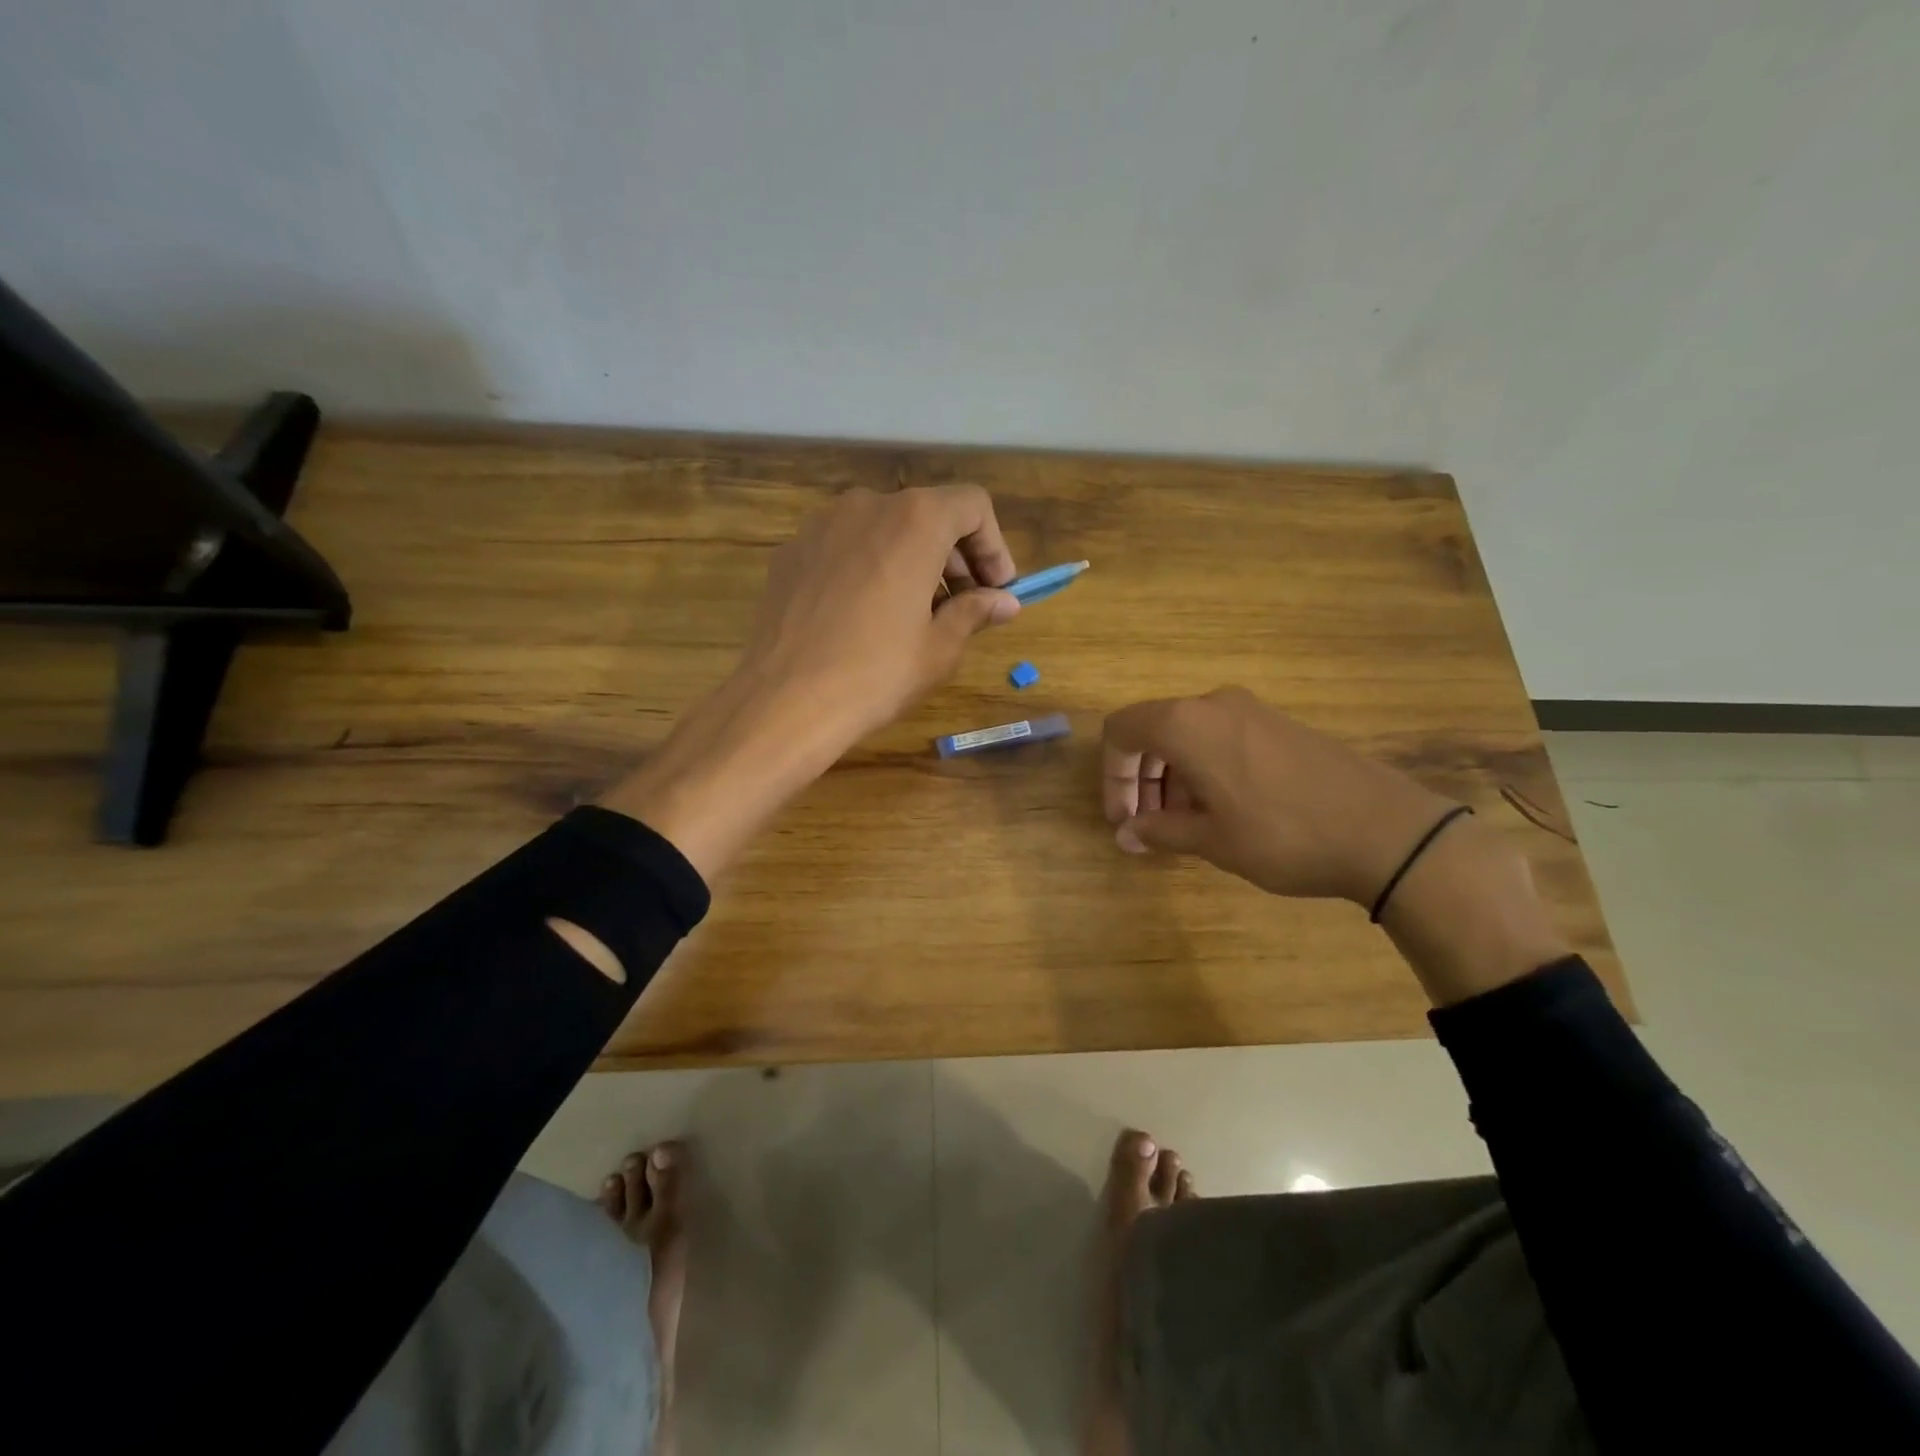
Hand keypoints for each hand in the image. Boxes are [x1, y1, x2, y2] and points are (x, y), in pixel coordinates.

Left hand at [601, 486, 1019, 879]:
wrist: (787, 700)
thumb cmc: (878, 672)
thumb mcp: (940, 647)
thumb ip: (976, 611)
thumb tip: (1006, 602)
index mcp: (915, 520)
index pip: (972, 506)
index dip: (994, 546)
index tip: (998, 590)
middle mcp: (867, 505)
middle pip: (927, 514)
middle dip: (954, 556)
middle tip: (964, 606)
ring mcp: (822, 525)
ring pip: (884, 528)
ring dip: (912, 560)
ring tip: (915, 613)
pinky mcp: (791, 551)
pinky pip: (846, 547)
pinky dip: (870, 567)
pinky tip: (866, 615)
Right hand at [1102, 686, 1570, 1005]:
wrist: (1387, 831)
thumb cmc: (1283, 834)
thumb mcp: (1212, 840)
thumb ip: (1159, 831)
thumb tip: (1126, 834)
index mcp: (1186, 724)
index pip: (1121, 731)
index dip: (1112, 776)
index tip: (1124, 819)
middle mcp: (1214, 705)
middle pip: (1153, 731)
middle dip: (1140, 779)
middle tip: (1147, 827)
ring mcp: (1252, 711)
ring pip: (1188, 735)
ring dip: (1172, 777)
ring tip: (1185, 826)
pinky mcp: (1280, 725)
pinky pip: (1220, 738)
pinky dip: (1204, 769)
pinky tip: (1223, 811)